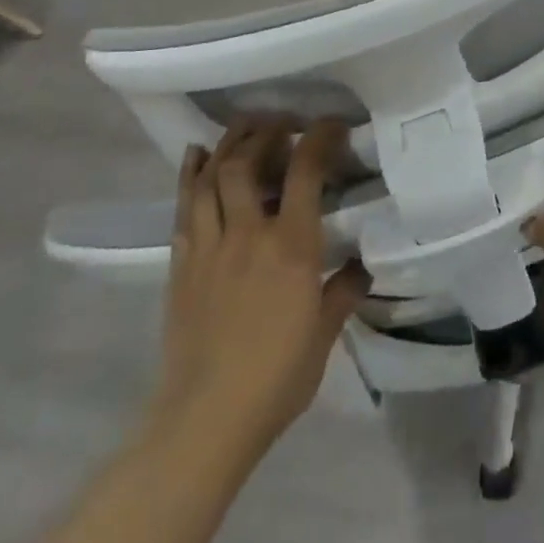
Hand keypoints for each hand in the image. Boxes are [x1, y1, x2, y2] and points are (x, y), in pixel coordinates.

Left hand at [155, 121, 368, 449]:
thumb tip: (362, 264)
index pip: (305, 172)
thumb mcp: (324, 334)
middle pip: (246, 163)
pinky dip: (191, 176)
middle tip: (282, 121)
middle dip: (264, 132)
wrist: (204, 422)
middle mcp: (247, 234)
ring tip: (244, 128)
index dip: (319, 138)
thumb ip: (344, 291)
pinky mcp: (181, 266)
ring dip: (227, 145)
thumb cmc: (276, 378)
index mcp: (291, 246)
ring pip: (210, 178)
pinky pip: (184, 208)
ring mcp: (208, 248)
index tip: (331, 124)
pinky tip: (197, 158)